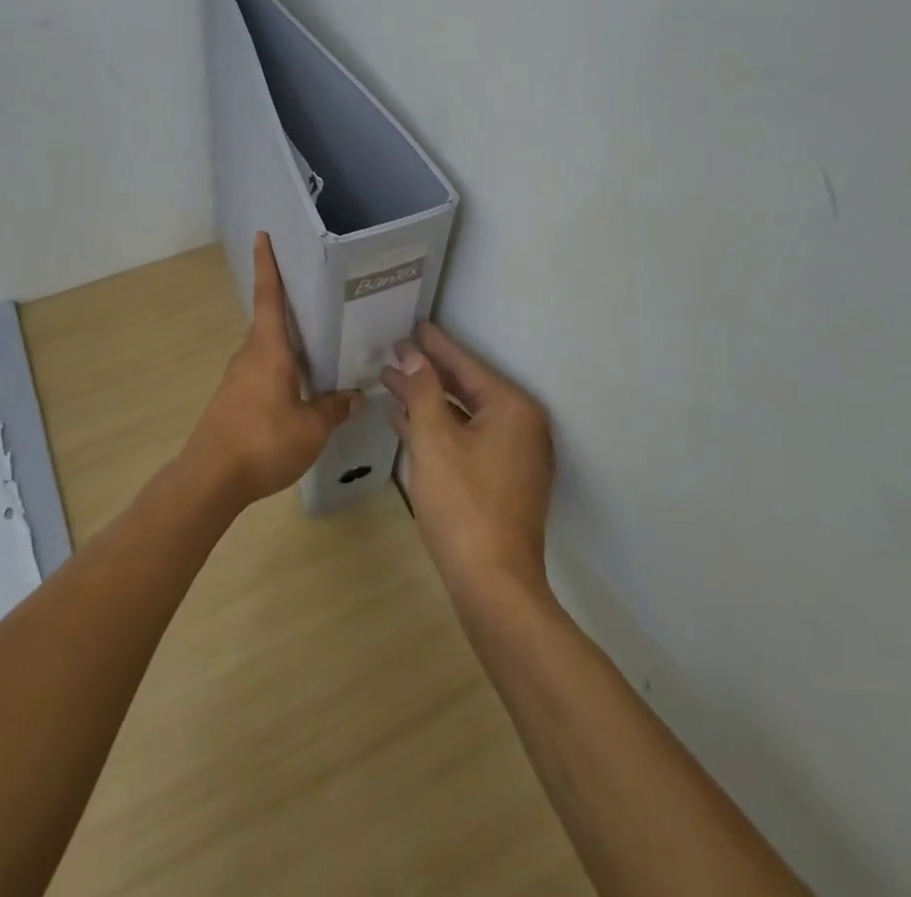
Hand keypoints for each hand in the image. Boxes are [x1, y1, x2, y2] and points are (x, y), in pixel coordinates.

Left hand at [181, 232, 359, 508]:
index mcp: (268, 350)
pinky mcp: (233, 398)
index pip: (269, 297)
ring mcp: (238, 377)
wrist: (210, 478)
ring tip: (319, 345)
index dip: (267, 265)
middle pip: (269, 321)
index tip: (261, 236)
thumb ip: (334, 408)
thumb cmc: (262, 442)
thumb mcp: (311, 428)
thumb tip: (357, 395)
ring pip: (267, 348)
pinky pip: (262, 370)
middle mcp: (250, 355)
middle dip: (289, 306)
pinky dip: (281, 367)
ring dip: (288, 343)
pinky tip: (300, 386)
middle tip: (318, 296)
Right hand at [382, 324, 554, 601]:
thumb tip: (412, 354)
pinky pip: (466, 440)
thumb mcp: (434, 439)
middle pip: (465, 388)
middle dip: (426, 373)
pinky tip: (405, 422)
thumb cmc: (462, 503)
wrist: (493, 585)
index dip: (435, 345)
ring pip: (463, 416)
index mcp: (512, 409)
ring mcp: (513, 456)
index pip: (466, 365)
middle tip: (393, 352)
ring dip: (427, 401)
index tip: (414, 325)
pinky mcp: (502, 480)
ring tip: (390, 382)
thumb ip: (423, 390)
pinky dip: (438, 429)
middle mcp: (520, 426)